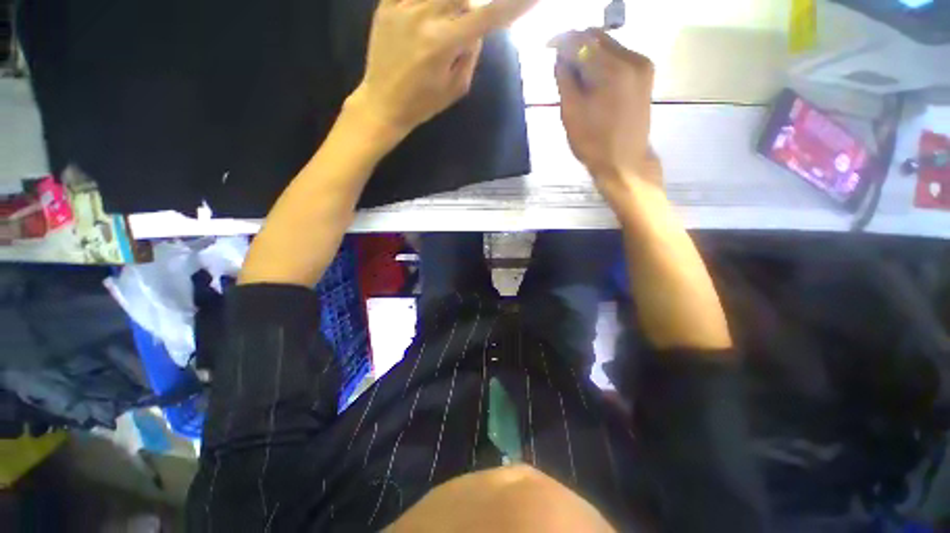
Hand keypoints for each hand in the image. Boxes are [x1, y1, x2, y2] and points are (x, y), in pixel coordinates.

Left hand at [347, 0, 537, 140]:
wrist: (382, 103)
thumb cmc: (422, 105)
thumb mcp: (455, 89)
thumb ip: (470, 55)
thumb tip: (476, 28)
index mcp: (442, 44)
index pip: (486, 17)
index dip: (511, 6)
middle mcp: (423, 17)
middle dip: (469, 10)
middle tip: (463, 29)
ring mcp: (401, 6)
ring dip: (451, 4)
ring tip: (443, 32)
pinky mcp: (385, 4)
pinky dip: (430, 2)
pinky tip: (430, 17)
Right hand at [552, 29, 661, 201]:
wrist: (624, 161)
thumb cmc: (593, 143)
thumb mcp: (571, 113)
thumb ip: (565, 79)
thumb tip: (560, 56)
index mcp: (611, 70)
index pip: (581, 41)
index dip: (561, 40)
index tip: (547, 45)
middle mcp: (631, 58)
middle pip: (597, 36)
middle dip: (576, 45)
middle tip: (561, 62)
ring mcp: (642, 64)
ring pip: (608, 44)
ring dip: (589, 53)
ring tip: (576, 74)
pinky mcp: (645, 73)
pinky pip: (619, 55)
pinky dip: (602, 60)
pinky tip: (593, 78)